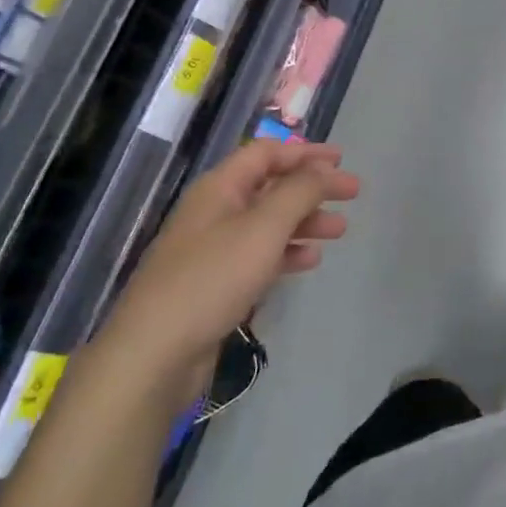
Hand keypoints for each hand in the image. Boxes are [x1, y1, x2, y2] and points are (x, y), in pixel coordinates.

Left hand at [105, 141, 357, 399]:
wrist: (154, 354)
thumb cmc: (212, 278)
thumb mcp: (263, 227)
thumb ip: (298, 192)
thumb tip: (323, 169)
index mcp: (220, 187)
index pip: (267, 153)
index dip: (305, 153)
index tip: (341, 160)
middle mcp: (215, 210)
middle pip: (270, 187)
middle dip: (312, 188)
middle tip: (352, 195)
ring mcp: (212, 249)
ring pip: (268, 222)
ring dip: (304, 221)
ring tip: (339, 230)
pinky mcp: (215, 284)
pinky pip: (258, 255)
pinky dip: (286, 252)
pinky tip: (309, 260)